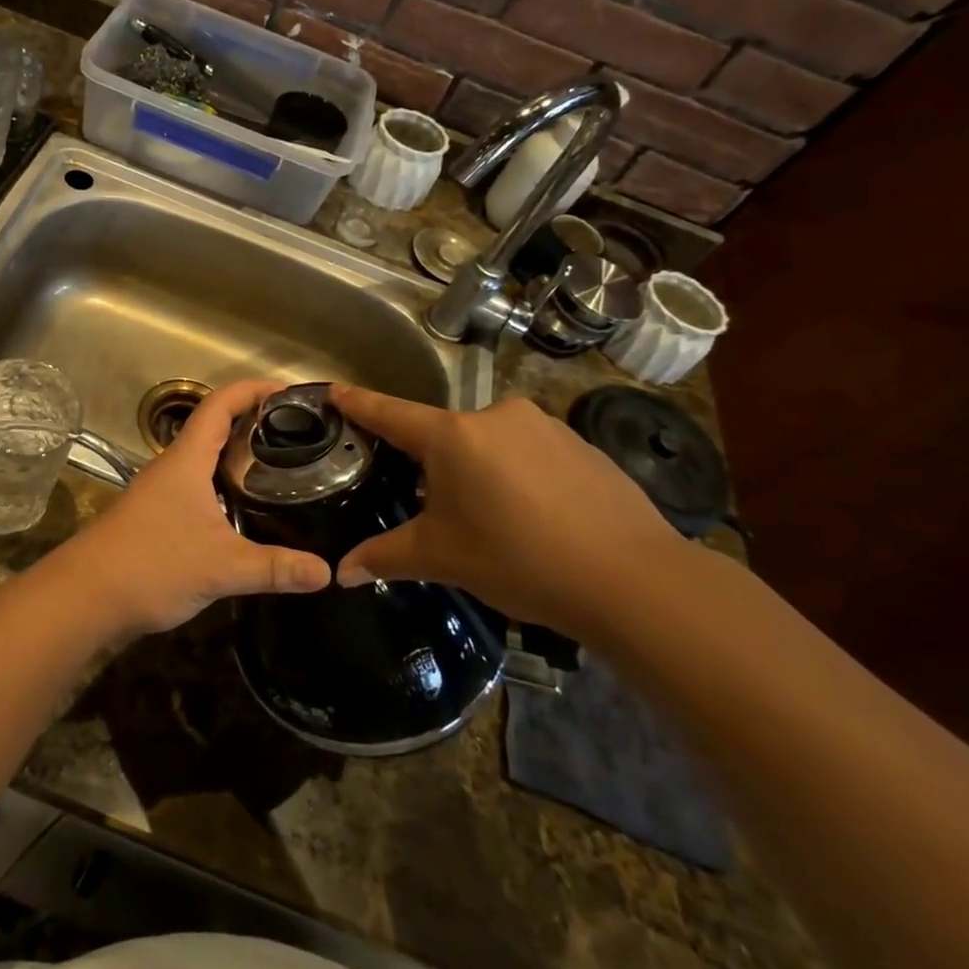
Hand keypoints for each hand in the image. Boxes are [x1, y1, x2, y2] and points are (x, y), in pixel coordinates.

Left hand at [46, 380, 330, 637]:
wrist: (85, 597)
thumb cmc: (151, 565)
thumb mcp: (221, 567)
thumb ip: (275, 568)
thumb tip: (327, 572)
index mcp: (186, 460)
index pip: (220, 404)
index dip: (253, 390)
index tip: (290, 392)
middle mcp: (173, 467)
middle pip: (215, 427)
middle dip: (255, 423)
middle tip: (299, 434)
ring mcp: (161, 492)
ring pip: (206, 460)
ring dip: (239, 457)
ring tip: (282, 468)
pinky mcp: (157, 517)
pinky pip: (199, 487)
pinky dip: (226, 487)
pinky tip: (247, 511)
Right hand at [328, 386, 684, 639]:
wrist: (633, 579)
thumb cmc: (519, 560)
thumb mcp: (442, 558)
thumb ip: (385, 557)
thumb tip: (339, 574)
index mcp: (453, 437)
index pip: (391, 413)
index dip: (359, 403)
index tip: (334, 389)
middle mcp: (495, 417)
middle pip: (444, 434)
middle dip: (432, 463)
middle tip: (433, 506)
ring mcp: (544, 426)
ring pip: (490, 442)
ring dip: (480, 470)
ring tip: (493, 519)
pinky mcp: (581, 444)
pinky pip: (531, 452)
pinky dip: (520, 475)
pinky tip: (536, 516)